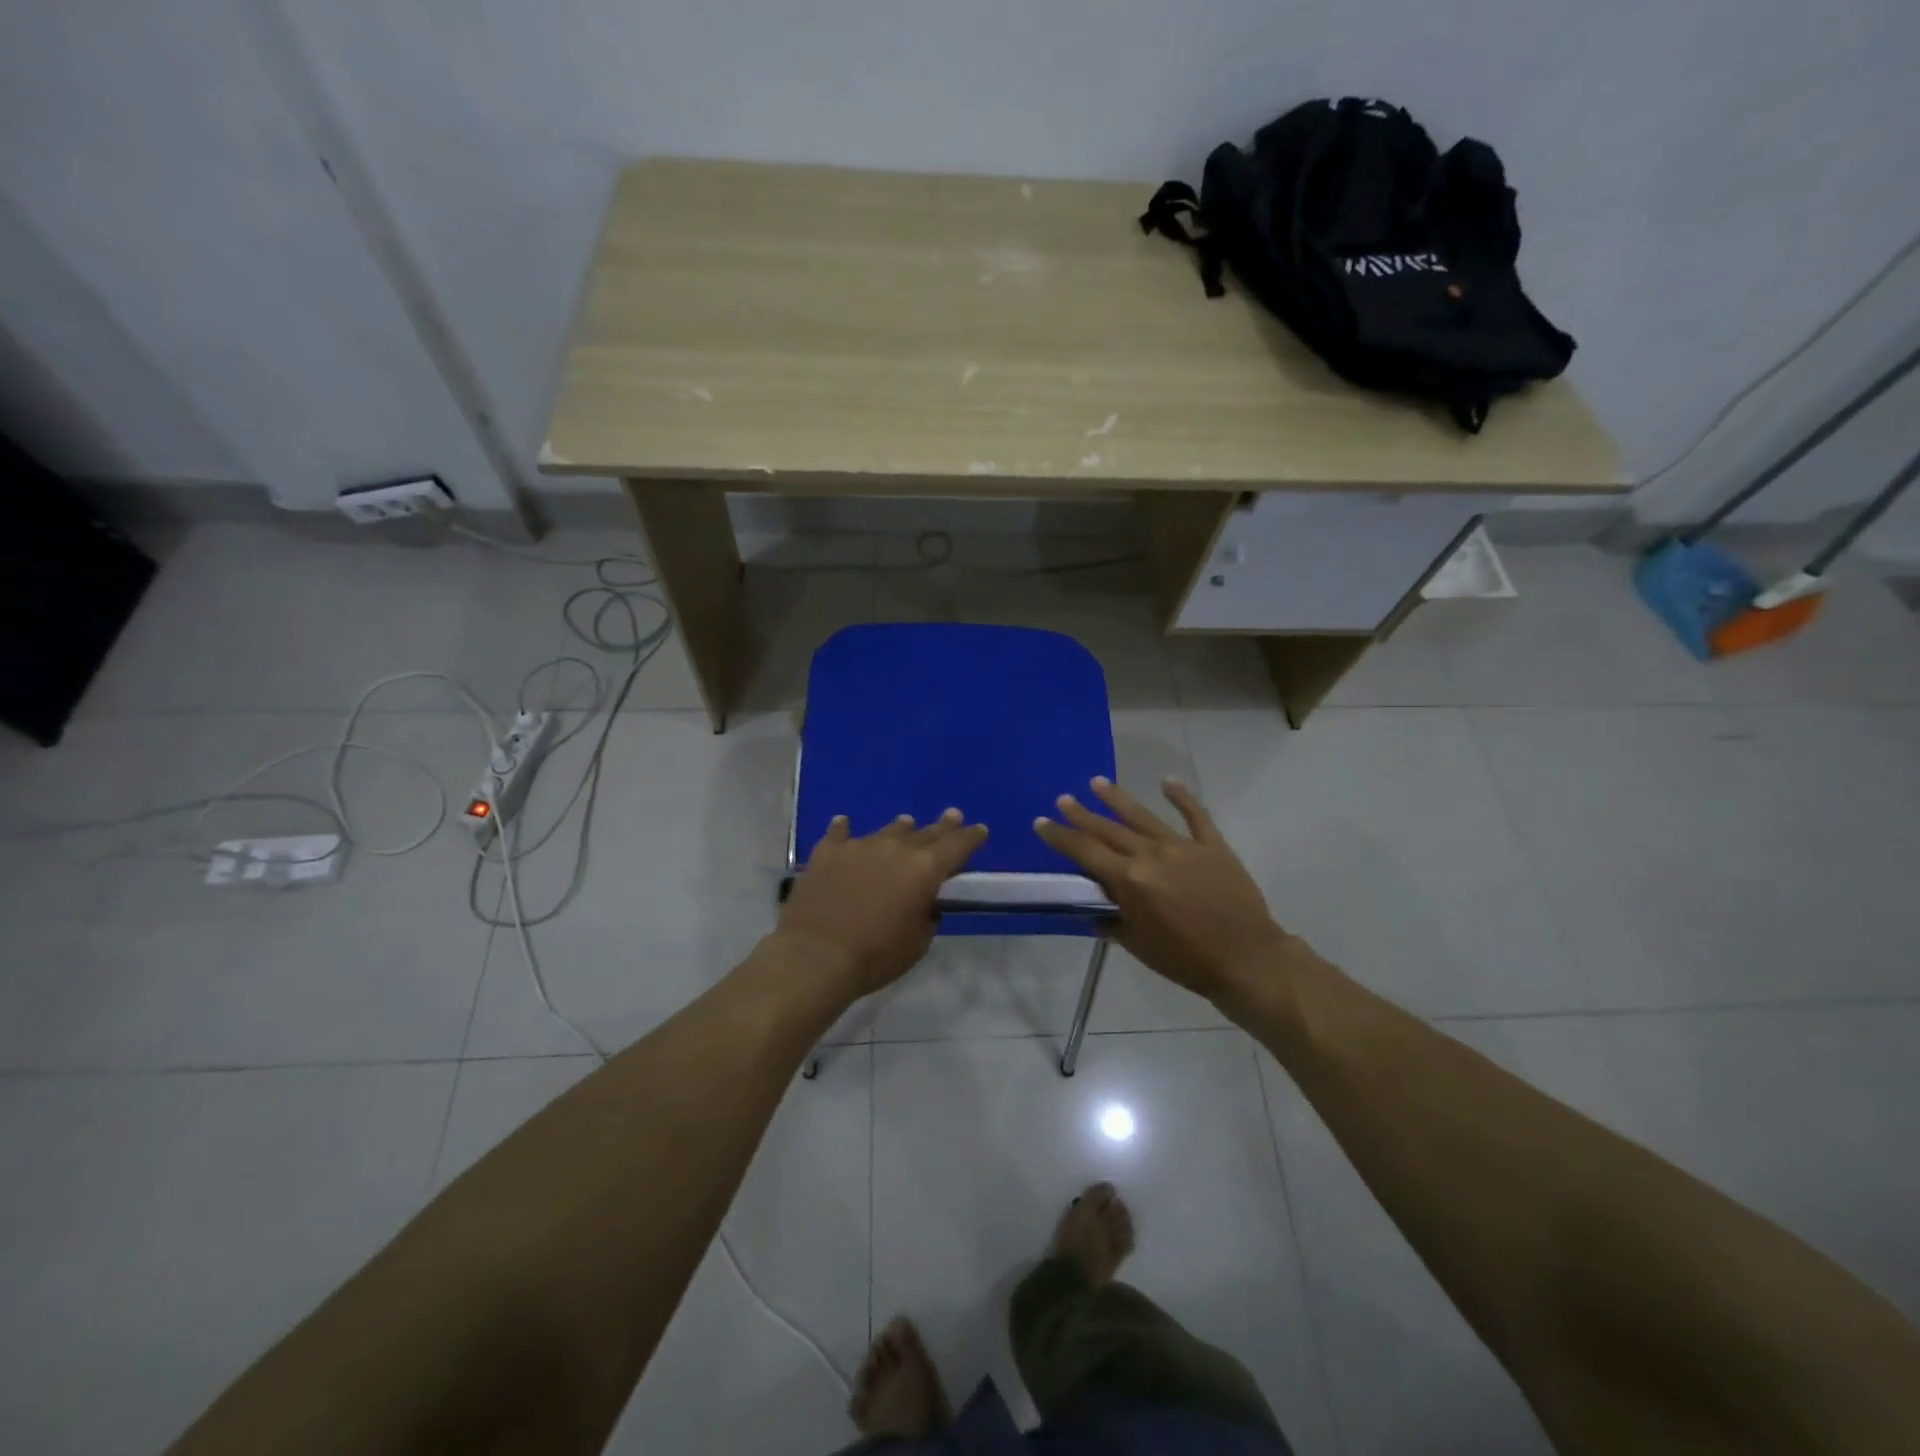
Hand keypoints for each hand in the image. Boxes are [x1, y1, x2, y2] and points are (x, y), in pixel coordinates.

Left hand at [776, 810, 988, 997]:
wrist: (816, 956)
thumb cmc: (875, 956)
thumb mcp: (917, 943)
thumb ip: (926, 915)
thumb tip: (923, 901)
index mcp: (924, 870)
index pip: (956, 846)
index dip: (971, 837)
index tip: (980, 829)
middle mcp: (895, 848)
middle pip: (925, 832)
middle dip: (942, 825)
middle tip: (952, 815)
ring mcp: (859, 846)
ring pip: (887, 831)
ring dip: (900, 828)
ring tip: (906, 823)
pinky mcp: (828, 852)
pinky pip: (839, 833)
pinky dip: (845, 829)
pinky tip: (843, 823)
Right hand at [1035, 777, 1290, 1002]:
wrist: (1245, 958)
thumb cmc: (1187, 959)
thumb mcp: (1139, 946)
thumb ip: (1113, 923)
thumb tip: (1096, 911)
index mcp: (1130, 880)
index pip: (1085, 852)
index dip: (1060, 837)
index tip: (1041, 822)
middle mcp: (1151, 854)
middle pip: (1109, 829)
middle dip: (1082, 814)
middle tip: (1063, 799)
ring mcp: (1183, 846)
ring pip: (1143, 816)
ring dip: (1118, 798)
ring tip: (1097, 782)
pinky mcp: (1212, 846)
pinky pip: (1195, 815)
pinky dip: (1181, 797)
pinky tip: (1167, 781)